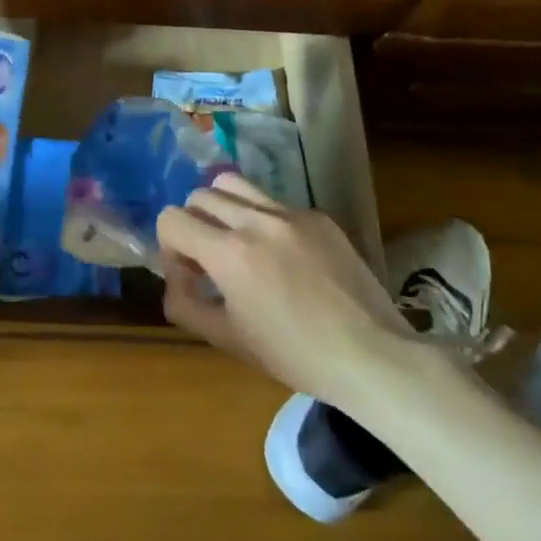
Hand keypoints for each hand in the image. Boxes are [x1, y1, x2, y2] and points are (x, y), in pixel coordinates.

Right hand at [156, 175, 438, 405]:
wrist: (371, 355)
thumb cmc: (294, 355)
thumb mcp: (228, 339)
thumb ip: (185, 306)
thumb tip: (174, 283)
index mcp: (230, 252)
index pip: (172, 219)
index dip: (169, 248)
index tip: (189, 277)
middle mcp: (257, 220)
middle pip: (200, 196)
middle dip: (193, 226)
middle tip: (210, 263)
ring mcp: (292, 213)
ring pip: (235, 185)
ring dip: (223, 210)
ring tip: (238, 245)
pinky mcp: (319, 217)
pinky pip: (274, 204)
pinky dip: (262, 222)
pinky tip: (283, 259)